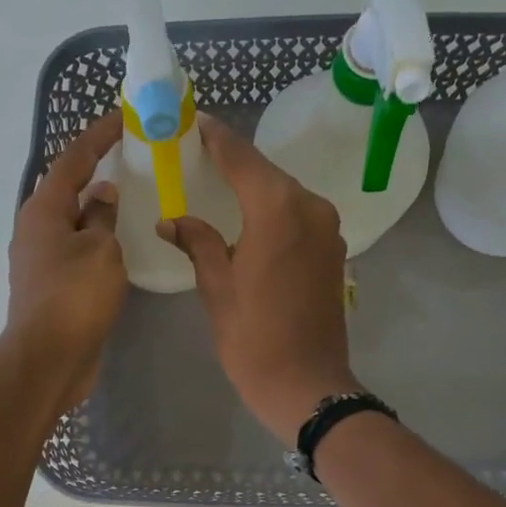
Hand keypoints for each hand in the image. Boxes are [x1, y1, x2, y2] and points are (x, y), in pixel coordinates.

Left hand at [6, 113, 126, 413]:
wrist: (49, 359)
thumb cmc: (75, 297)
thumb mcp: (100, 250)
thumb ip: (102, 217)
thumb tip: (101, 194)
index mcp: (43, 210)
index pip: (73, 159)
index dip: (99, 135)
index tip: (125, 117)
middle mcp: (35, 229)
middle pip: (68, 188)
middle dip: (97, 170)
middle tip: (132, 158)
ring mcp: (40, 260)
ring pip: (73, 222)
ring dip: (98, 208)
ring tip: (132, 197)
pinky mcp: (51, 287)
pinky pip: (78, 250)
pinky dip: (98, 239)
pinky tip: (121, 244)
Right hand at [156, 114, 361, 439]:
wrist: (306, 384)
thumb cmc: (253, 337)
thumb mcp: (217, 287)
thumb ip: (198, 242)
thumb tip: (172, 219)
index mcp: (278, 209)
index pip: (241, 158)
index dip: (216, 139)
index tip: (193, 122)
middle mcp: (310, 207)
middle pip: (266, 173)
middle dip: (234, 162)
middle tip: (199, 154)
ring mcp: (328, 229)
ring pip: (285, 194)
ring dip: (255, 187)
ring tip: (220, 185)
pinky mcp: (333, 251)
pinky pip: (298, 217)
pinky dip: (273, 211)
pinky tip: (250, 220)